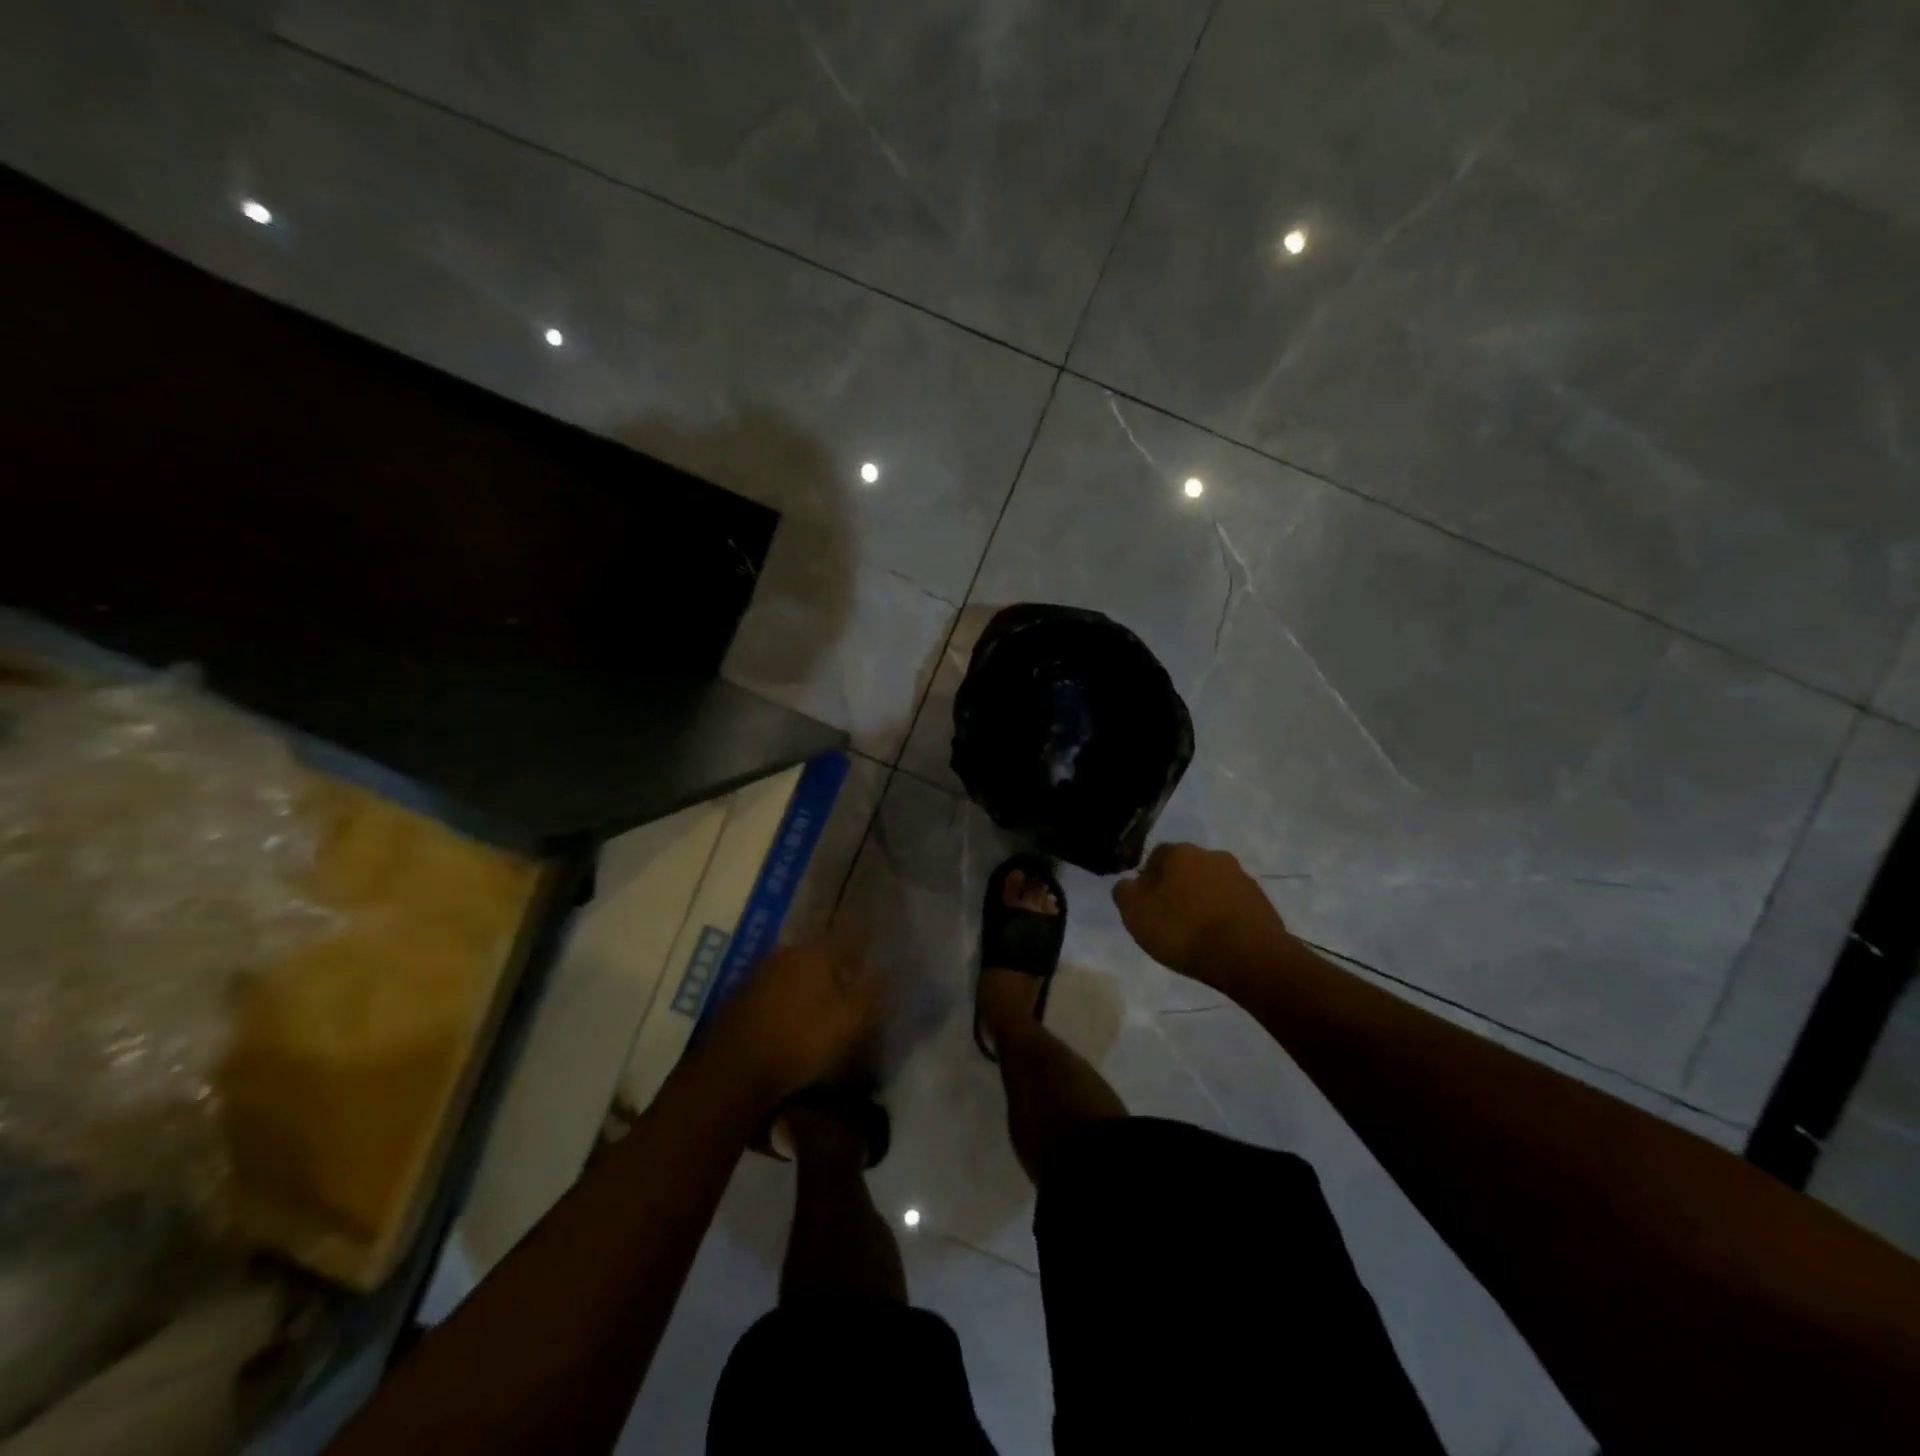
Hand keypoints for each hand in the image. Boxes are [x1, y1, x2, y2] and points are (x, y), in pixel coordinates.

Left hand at [700, 941, 881, 1107]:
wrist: (732, 1071)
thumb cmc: (801, 1040)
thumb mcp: (850, 1020)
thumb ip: (871, 990)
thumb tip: (885, 968)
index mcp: (816, 950)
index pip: (850, 936)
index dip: (865, 946)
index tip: (875, 958)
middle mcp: (787, 950)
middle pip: (821, 952)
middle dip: (837, 966)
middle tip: (851, 987)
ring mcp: (759, 971)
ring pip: (796, 969)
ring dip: (811, 983)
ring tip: (823, 1007)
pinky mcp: (740, 995)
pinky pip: (776, 988)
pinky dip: (789, 998)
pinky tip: (793, 1020)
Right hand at [1112, 842, 1288, 985]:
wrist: (1246, 954)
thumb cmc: (1182, 929)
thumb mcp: (1134, 913)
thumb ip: (1124, 892)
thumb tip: (1129, 883)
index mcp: (1177, 852)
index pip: (1154, 858)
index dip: (1148, 881)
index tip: (1148, 906)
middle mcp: (1210, 855)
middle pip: (1185, 869)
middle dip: (1178, 888)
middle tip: (1171, 919)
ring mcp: (1240, 876)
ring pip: (1211, 885)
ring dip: (1203, 901)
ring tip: (1197, 933)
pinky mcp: (1261, 899)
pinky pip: (1232, 903)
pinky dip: (1224, 915)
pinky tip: (1220, 939)